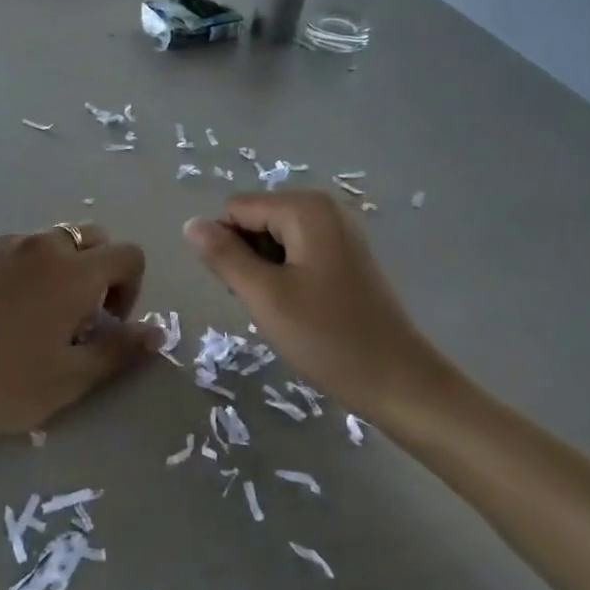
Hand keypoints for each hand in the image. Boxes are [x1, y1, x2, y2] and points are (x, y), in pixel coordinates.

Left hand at [0, 223, 160, 437]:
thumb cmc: (5, 383)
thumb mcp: (71, 379)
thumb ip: (120, 350)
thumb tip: (157, 332)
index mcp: (74, 273)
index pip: (128, 254)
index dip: (130, 287)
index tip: (107, 322)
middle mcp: (42, 244)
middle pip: (90, 238)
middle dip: (96, 270)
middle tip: (77, 314)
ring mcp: (2, 242)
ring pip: (48, 242)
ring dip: (57, 268)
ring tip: (33, 311)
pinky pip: (11, 247)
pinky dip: (20, 267)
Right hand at [184, 192, 450, 412]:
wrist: (399, 381)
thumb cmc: (328, 338)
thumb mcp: (264, 296)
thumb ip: (223, 256)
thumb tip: (190, 224)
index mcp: (305, 209)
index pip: (235, 210)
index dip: (228, 249)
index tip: (248, 290)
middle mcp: (325, 208)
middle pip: (255, 220)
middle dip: (248, 258)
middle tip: (267, 302)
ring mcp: (340, 231)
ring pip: (273, 239)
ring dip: (266, 271)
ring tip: (284, 308)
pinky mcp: (347, 255)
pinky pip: (297, 252)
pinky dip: (287, 277)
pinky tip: (300, 308)